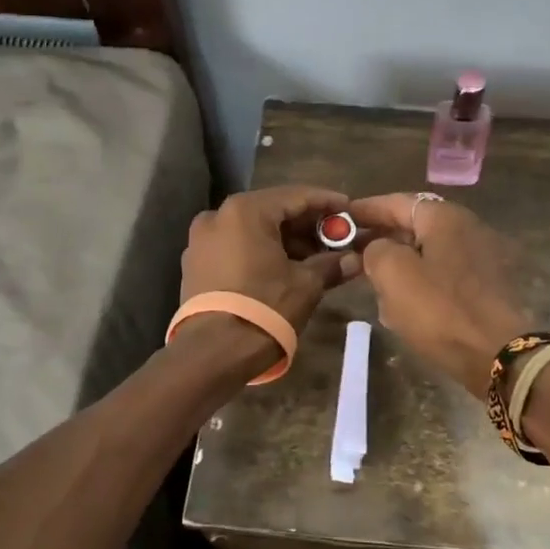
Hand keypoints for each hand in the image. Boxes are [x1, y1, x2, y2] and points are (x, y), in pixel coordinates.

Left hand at [179, 185, 363, 332]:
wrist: (213, 353)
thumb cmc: (265, 308)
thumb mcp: (306, 284)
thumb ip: (331, 264)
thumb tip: (354, 260)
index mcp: (245, 211)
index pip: (296, 196)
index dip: (327, 202)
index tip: (349, 209)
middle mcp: (218, 216)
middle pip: (273, 212)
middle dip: (306, 225)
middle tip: (336, 238)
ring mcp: (201, 241)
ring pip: (253, 231)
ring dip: (285, 241)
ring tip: (316, 258)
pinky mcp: (195, 266)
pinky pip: (236, 248)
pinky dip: (262, 253)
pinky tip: (286, 269)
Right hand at [348, 193, 529, 398]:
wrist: (498, 355)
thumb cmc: (441, 309)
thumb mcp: (393, 273)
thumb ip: (375, 250)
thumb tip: (378, 249)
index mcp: (445, 217)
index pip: (396, 202)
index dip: (365, 210)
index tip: (339, 220)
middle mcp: (467, 229)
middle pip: (413, 228)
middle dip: (381, 241)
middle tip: (351, 255)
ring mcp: (480, 259)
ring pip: (426, 255)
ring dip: (399, 268)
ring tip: (374, 287)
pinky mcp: (486, 288)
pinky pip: (442, 278)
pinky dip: (420, 287)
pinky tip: (403, 310)